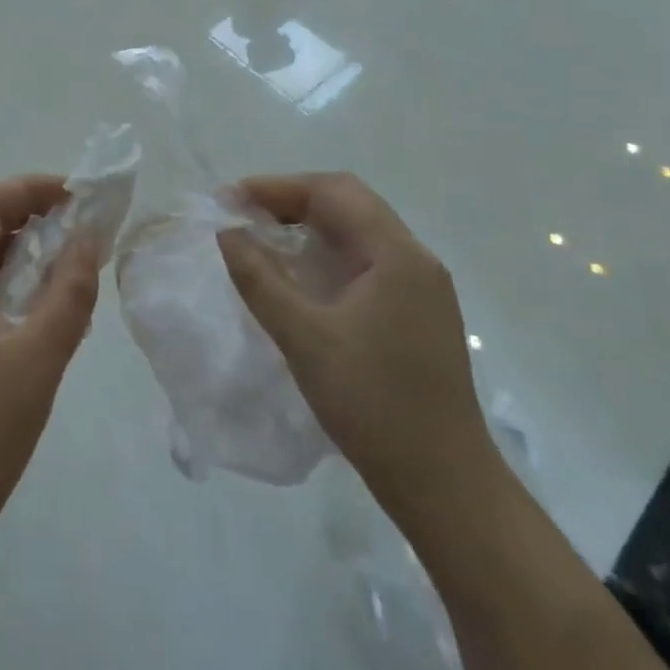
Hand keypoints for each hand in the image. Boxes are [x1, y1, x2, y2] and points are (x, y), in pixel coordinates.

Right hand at [217, 173, 494, 520]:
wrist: (443, 482)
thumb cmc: (372, 403)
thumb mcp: (304, 338)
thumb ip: (260, 279)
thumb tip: (226, 233)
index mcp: (397, 256)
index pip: (334, 192)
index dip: (278, 187)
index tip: (230, 200)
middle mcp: (415, 260)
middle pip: (349, 205)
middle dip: (291, 202)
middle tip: (242, 216)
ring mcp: (421, 289)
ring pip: (358, 234)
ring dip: (308, 228)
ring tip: (261, 239)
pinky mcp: (416, 314)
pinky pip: (365, 263)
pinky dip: (326, 256)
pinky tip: (298, 277)